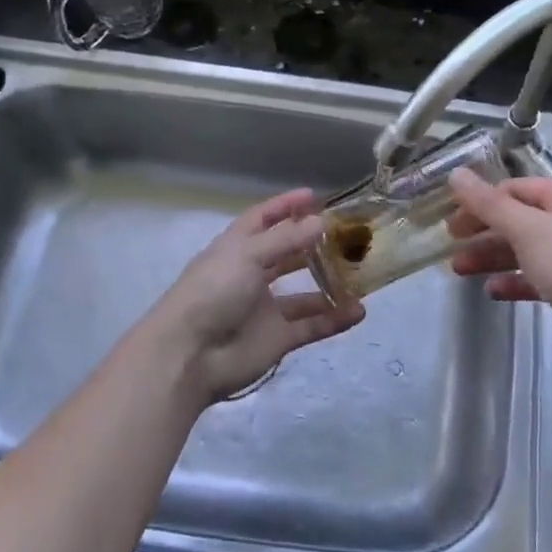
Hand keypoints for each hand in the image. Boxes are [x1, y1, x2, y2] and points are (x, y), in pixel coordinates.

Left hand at [142, 189, 365, 403]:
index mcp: (236, 249)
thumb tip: (321, 222)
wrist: (190, 355)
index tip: (314, 196)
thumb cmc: (213, 292)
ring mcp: (265, 309)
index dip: (285, 206)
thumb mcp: (247, 255)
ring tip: (361, 275)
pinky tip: (358, 311)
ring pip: (303, 294)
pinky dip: (333, 319)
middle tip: (347, 235)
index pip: (262, 220)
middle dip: (312, 244)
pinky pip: (311, 326)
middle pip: (286, 255)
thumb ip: (286, 239)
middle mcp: (251, 275)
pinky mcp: (277, 339)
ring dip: (329, 285)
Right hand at [447, 170, 551, 364]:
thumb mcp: (526, 228)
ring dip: (490, 257)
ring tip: (458, 269)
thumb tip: (456, 174)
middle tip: (450, 242)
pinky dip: (513, 280)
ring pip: (523, 249)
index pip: (513, 189)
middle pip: (516, 218)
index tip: (450, 217)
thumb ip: (488, 203)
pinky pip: (535, 276)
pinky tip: (490, 290)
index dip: (480, 201)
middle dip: (482, 231)